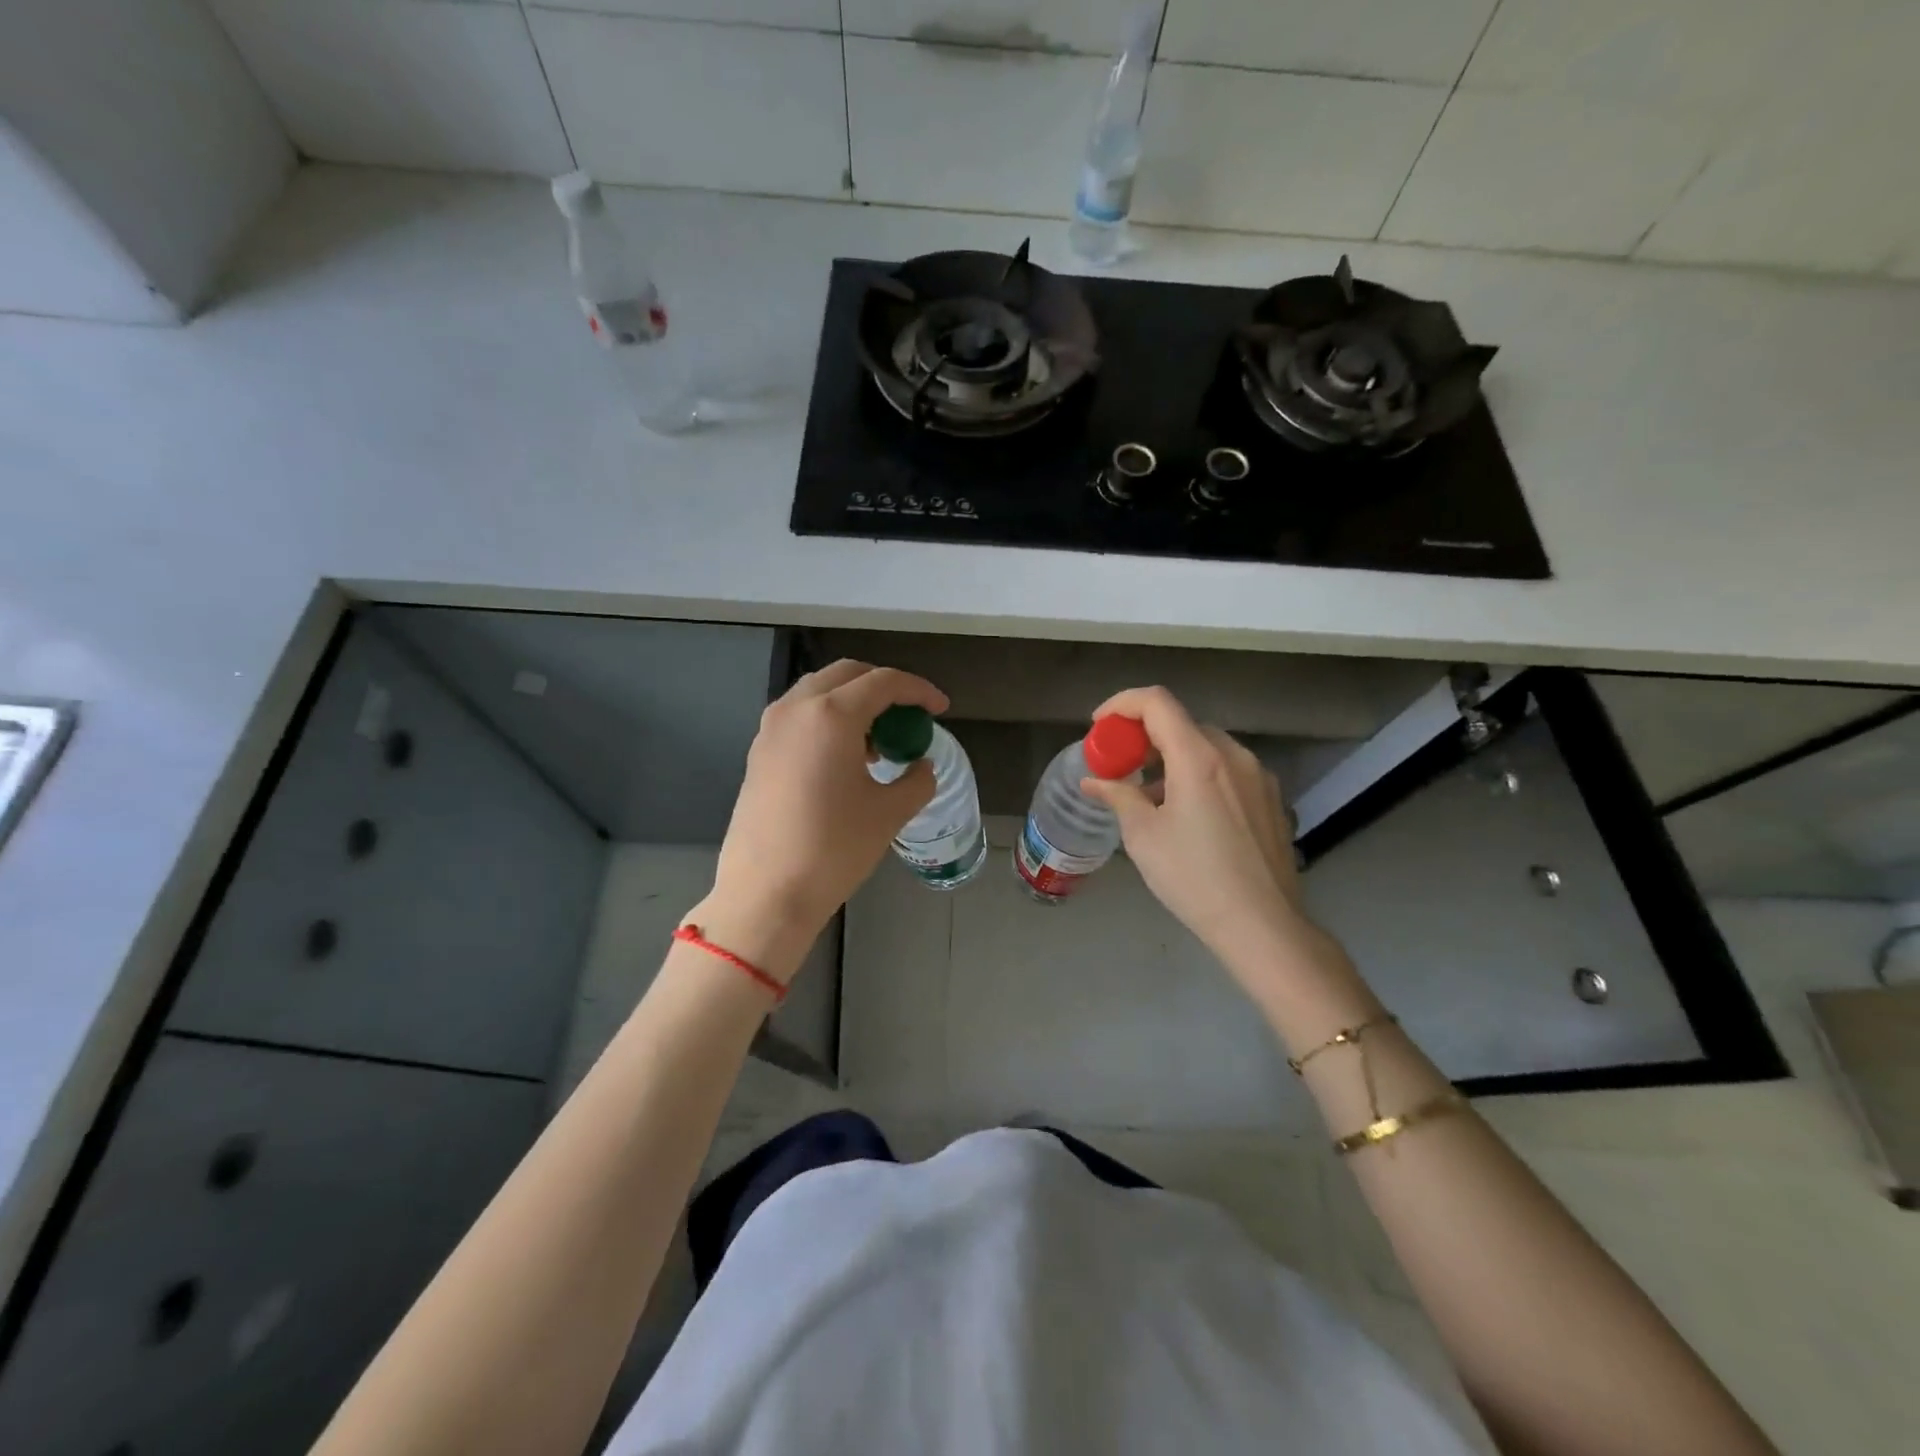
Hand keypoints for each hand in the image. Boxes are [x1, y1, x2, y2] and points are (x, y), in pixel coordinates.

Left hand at [695, 660, 947, 980]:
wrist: (766, 893)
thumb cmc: (834, 849)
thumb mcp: (889, 813)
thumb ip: (916, 779)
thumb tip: (921, 765)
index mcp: (832, 715)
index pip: (884, 681)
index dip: (919, 690)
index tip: (940, 708)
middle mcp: (796, 708)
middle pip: (847, 674)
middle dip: (883, 686)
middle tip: (909, 715)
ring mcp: (771, 728)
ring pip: (819, 691)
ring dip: (853, 701)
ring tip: (879, 740)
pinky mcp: (758, 751)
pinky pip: (800, 716)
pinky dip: (828, 719)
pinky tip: (845, 757)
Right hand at [1080, 686, 1314, 985]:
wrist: (1262, 925)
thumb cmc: (1194, 877)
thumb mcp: (1143, 836)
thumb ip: (1117, 796)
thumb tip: (1093, 781)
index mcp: (1200, 757)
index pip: (1157, 703)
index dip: (1122, 705)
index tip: (1099, 727)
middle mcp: (1234, 755)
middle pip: (1181, 724)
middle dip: (1144, 736)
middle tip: (1120, 766)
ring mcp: (1258, 777)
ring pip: (1206, 747)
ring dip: (1172, 758)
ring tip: (1150, 796)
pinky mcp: (1271, 800)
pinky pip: (1227, 771)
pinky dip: (1198, 775)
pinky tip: (1187, 814)